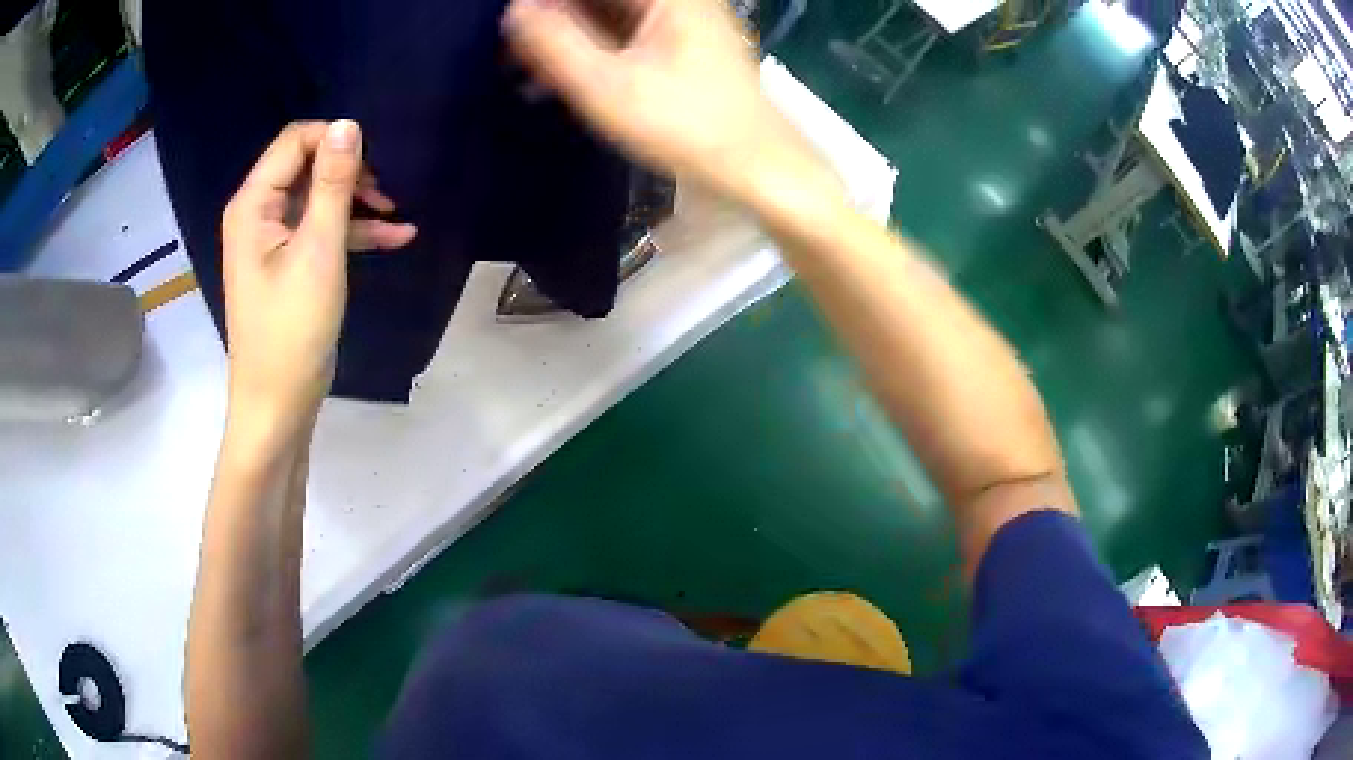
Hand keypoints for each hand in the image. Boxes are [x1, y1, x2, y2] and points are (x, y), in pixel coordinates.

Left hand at [221, 120, 416, 433]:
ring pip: (317, 199)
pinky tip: (395, 238)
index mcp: (253, 205)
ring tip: (398, 217)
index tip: (372, 165)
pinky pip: (319, 232)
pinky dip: (352, 233)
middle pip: (306, 166)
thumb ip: (333, 185)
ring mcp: (270, 241)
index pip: (294, 141)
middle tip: (386, 194)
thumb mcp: (319, 252)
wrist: (277, 407)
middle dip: (349, 173)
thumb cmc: (292, 332)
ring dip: (357, 204)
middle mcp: (256, 214)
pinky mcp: (284, 265)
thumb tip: (349, 125)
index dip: (334, 141)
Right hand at [504, 0, 838, 206]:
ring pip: (607, 14)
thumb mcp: (607, 87)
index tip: (509, 28)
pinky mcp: (681, 44)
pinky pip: (622, 33)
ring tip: (525, 71)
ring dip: (565, 36)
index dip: (546, 4)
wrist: (757, 167)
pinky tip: (560, 79)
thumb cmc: (686, 126)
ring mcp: (680, 19)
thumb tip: (514, 12)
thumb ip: (555, 43)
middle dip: (552, 19)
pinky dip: (590, 50)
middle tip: (510, 53)